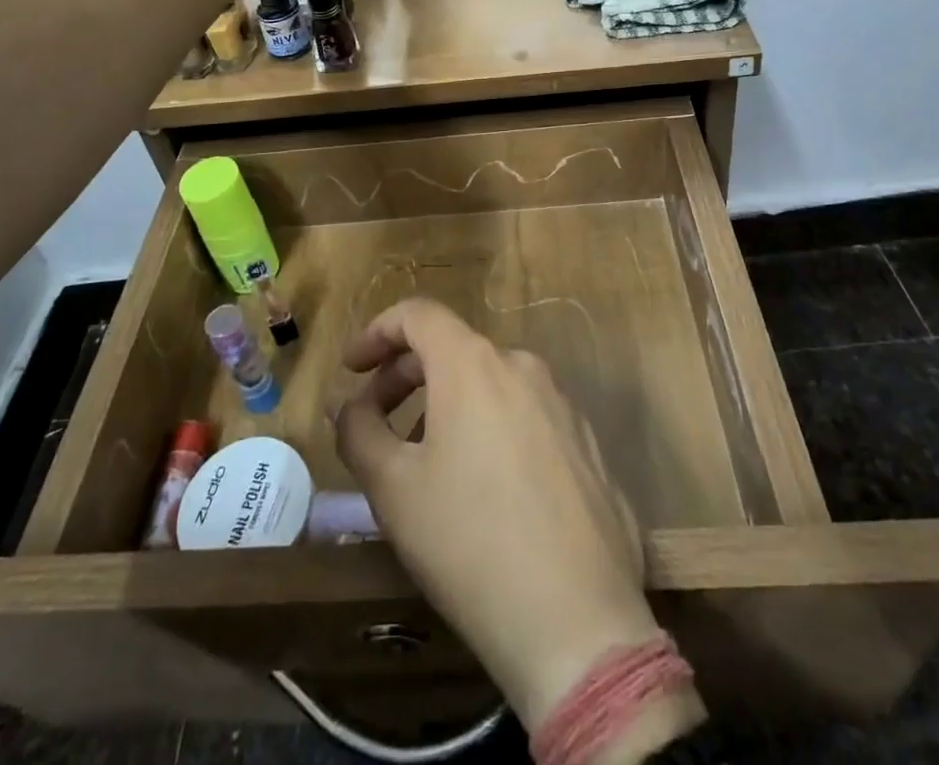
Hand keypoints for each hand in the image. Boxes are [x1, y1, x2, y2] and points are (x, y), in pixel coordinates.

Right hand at [333, 299, 674, 732]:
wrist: (578, 624)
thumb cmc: (469, 543)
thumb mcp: (393, 489)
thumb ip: (359, 431)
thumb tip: (349, 406)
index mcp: (474, 364)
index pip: (418, 314)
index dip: (377, 332)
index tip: (351, 369)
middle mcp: (523, 367)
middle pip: (453, 348)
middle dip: (405, 376)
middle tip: (376, 419)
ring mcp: (563, 404)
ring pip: (491, 384)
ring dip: (448, 405)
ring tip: (426, 461)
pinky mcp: (588, 444)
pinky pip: (526, 416)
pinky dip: (491, 428)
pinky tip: (484, 488)